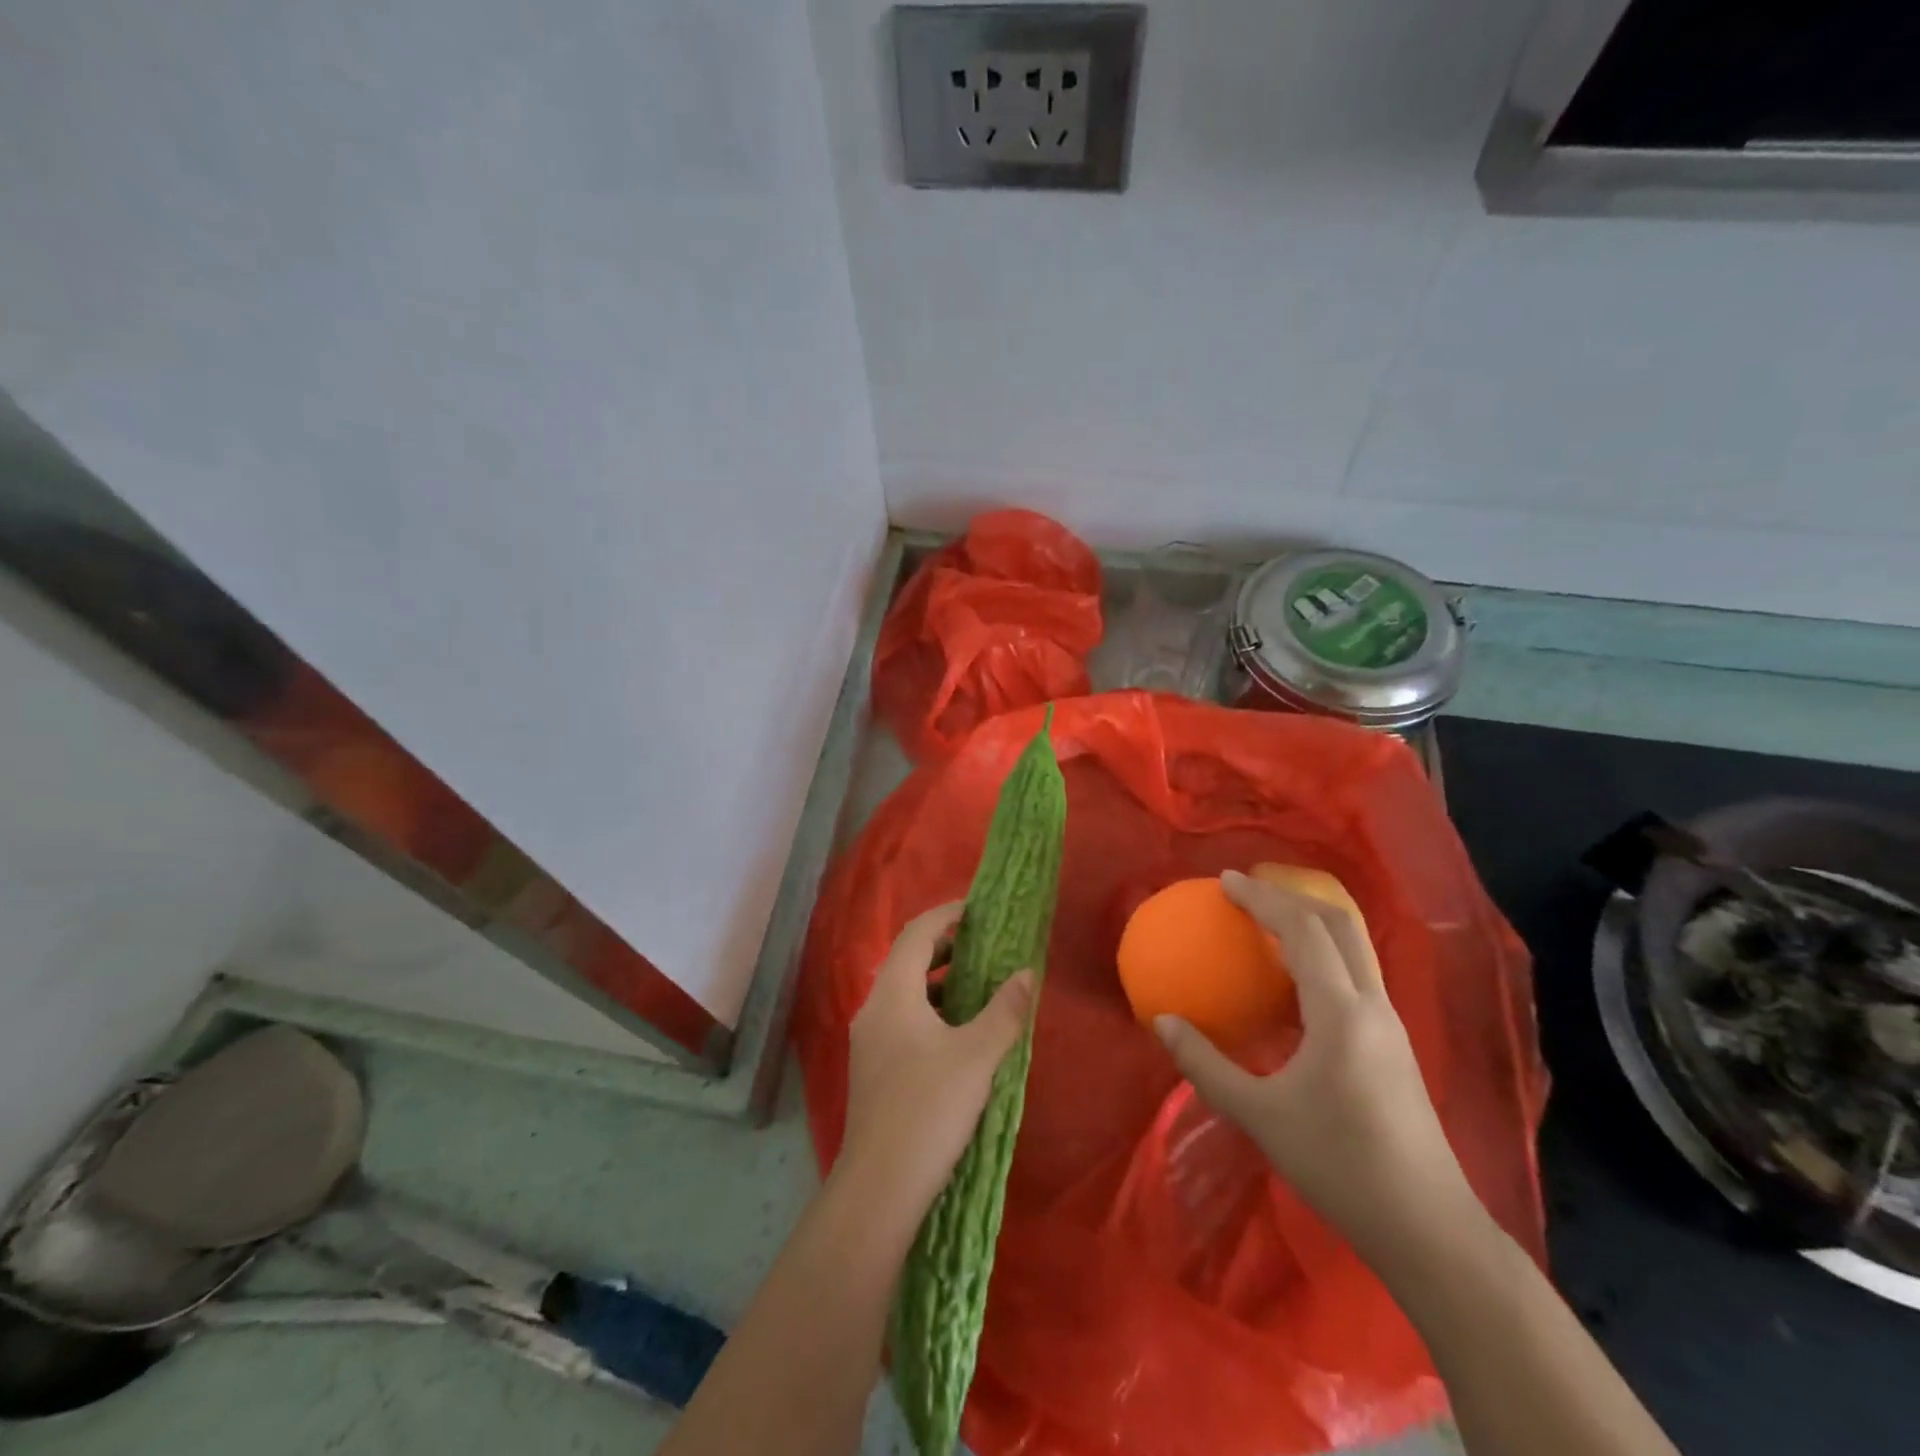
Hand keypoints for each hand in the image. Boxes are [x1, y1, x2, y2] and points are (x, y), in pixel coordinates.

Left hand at [837, 902, 1036, 1227]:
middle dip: (946, 946)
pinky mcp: (874, 1067)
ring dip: (940, 980)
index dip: (946, 915)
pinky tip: (959, 1032)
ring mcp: (869, 1040)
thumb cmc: (929, 1109)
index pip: (916, 933)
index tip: (978, 910)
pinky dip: (931, 1009)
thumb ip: (1005, 1011)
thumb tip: (1027, 974)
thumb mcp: (977, 1056)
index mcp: (893, 994)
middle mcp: (874, 1008)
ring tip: (979, 985)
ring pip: (905, 992)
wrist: (880, 1187)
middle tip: (986, 945)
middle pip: (907, 959)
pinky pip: (903, 1018)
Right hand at [1155, 869, 1487, 1271]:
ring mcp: (1390, 1025)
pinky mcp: (1394, 1046)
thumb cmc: (1339, 1166)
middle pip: (1341, 924)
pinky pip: (1356, 976)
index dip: (1263, 898)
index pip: (1303, 931)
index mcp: (1341, 1012)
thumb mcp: (1259, 1115)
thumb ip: (1205, 1064)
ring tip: (1268, 924)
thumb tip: (1162, 1022)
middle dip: (1294, 895)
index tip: (1225, 881)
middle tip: (1249, 890)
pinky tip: (1293, 982)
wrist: (1428, 1230)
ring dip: (1312, 922)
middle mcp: (1373, 1006)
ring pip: (1355, 948)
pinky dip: (1322, 955)